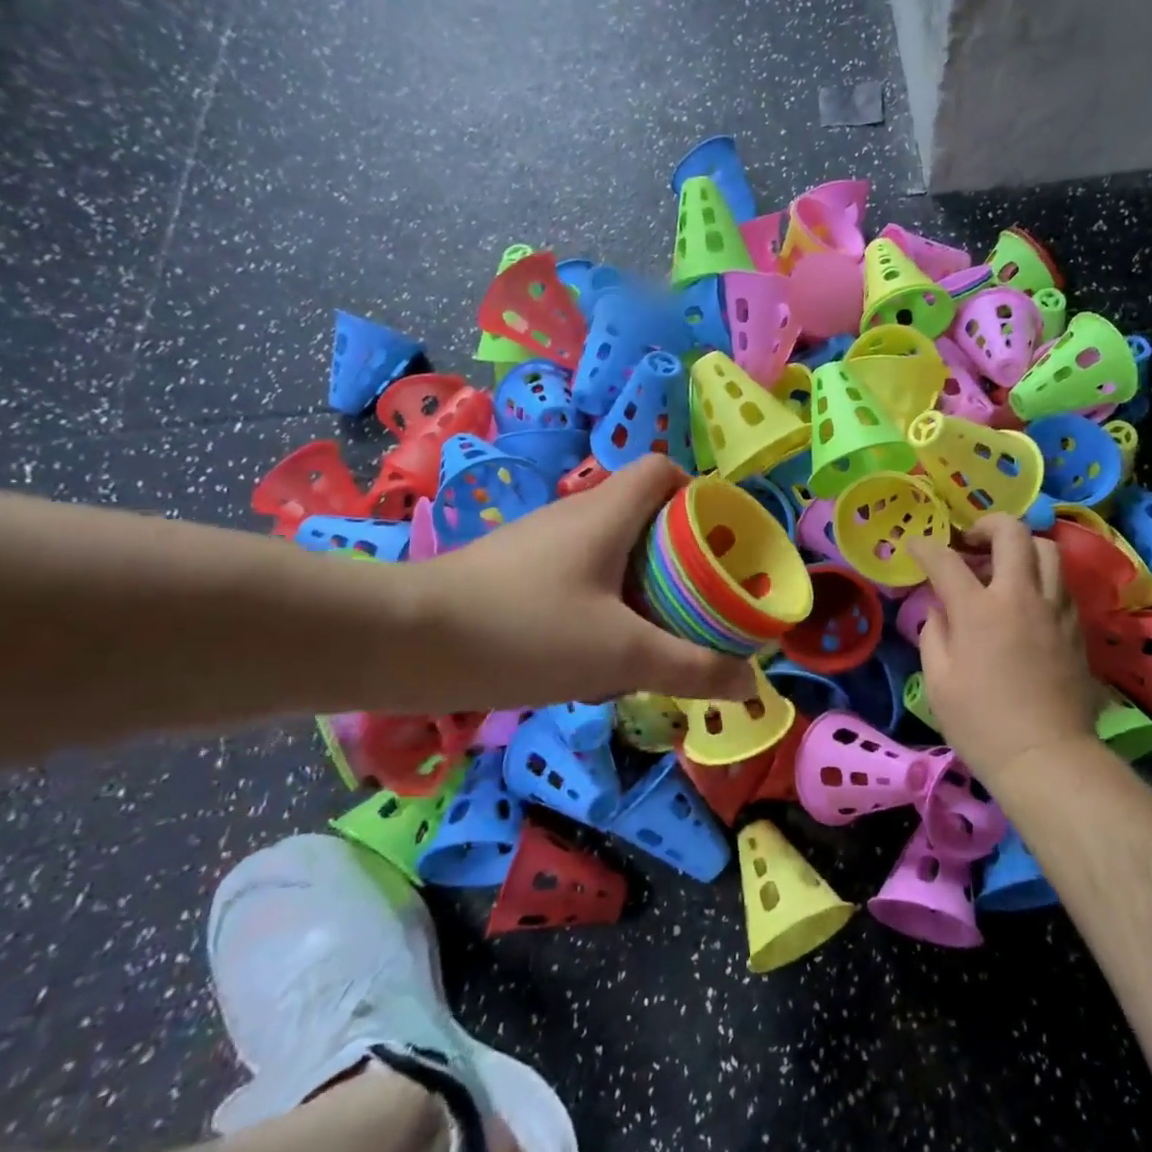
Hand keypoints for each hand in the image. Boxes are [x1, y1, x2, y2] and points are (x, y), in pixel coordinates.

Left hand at [389, 456, 758, 710]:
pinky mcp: (511, 574)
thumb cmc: (525, 632)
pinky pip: (577, 576)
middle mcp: (573, 514)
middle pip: (643, 513)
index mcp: (607, 512)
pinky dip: (601, 602)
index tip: (720, 542)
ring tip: (657, 631)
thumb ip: (691, 668)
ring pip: (609, 550)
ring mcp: (538, 544)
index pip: (663, 470)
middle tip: (700, 598)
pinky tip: (596, 650)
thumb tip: (751, 682)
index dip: (699, 494)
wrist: (399, 645)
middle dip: (679, 552)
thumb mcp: (622, 657)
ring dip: (640, 583)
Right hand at [908, 515, 1103, 785]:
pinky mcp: (1076, 626)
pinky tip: (1026, 598)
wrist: (1045, 757)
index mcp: (978, 610)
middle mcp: (1020, 596)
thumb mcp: (937, 682)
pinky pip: (1061, 582)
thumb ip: (934, 634)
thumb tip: (940, 609)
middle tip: (970, 541)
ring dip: (1021, 546)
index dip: (926, 547)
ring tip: (1003, 565)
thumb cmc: (980, 724)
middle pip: (1012, 533)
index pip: (946, 560)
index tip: (916, 547)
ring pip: (1047, 549)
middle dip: (986, 524)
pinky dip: (1041, 576)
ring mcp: (1054, 608)